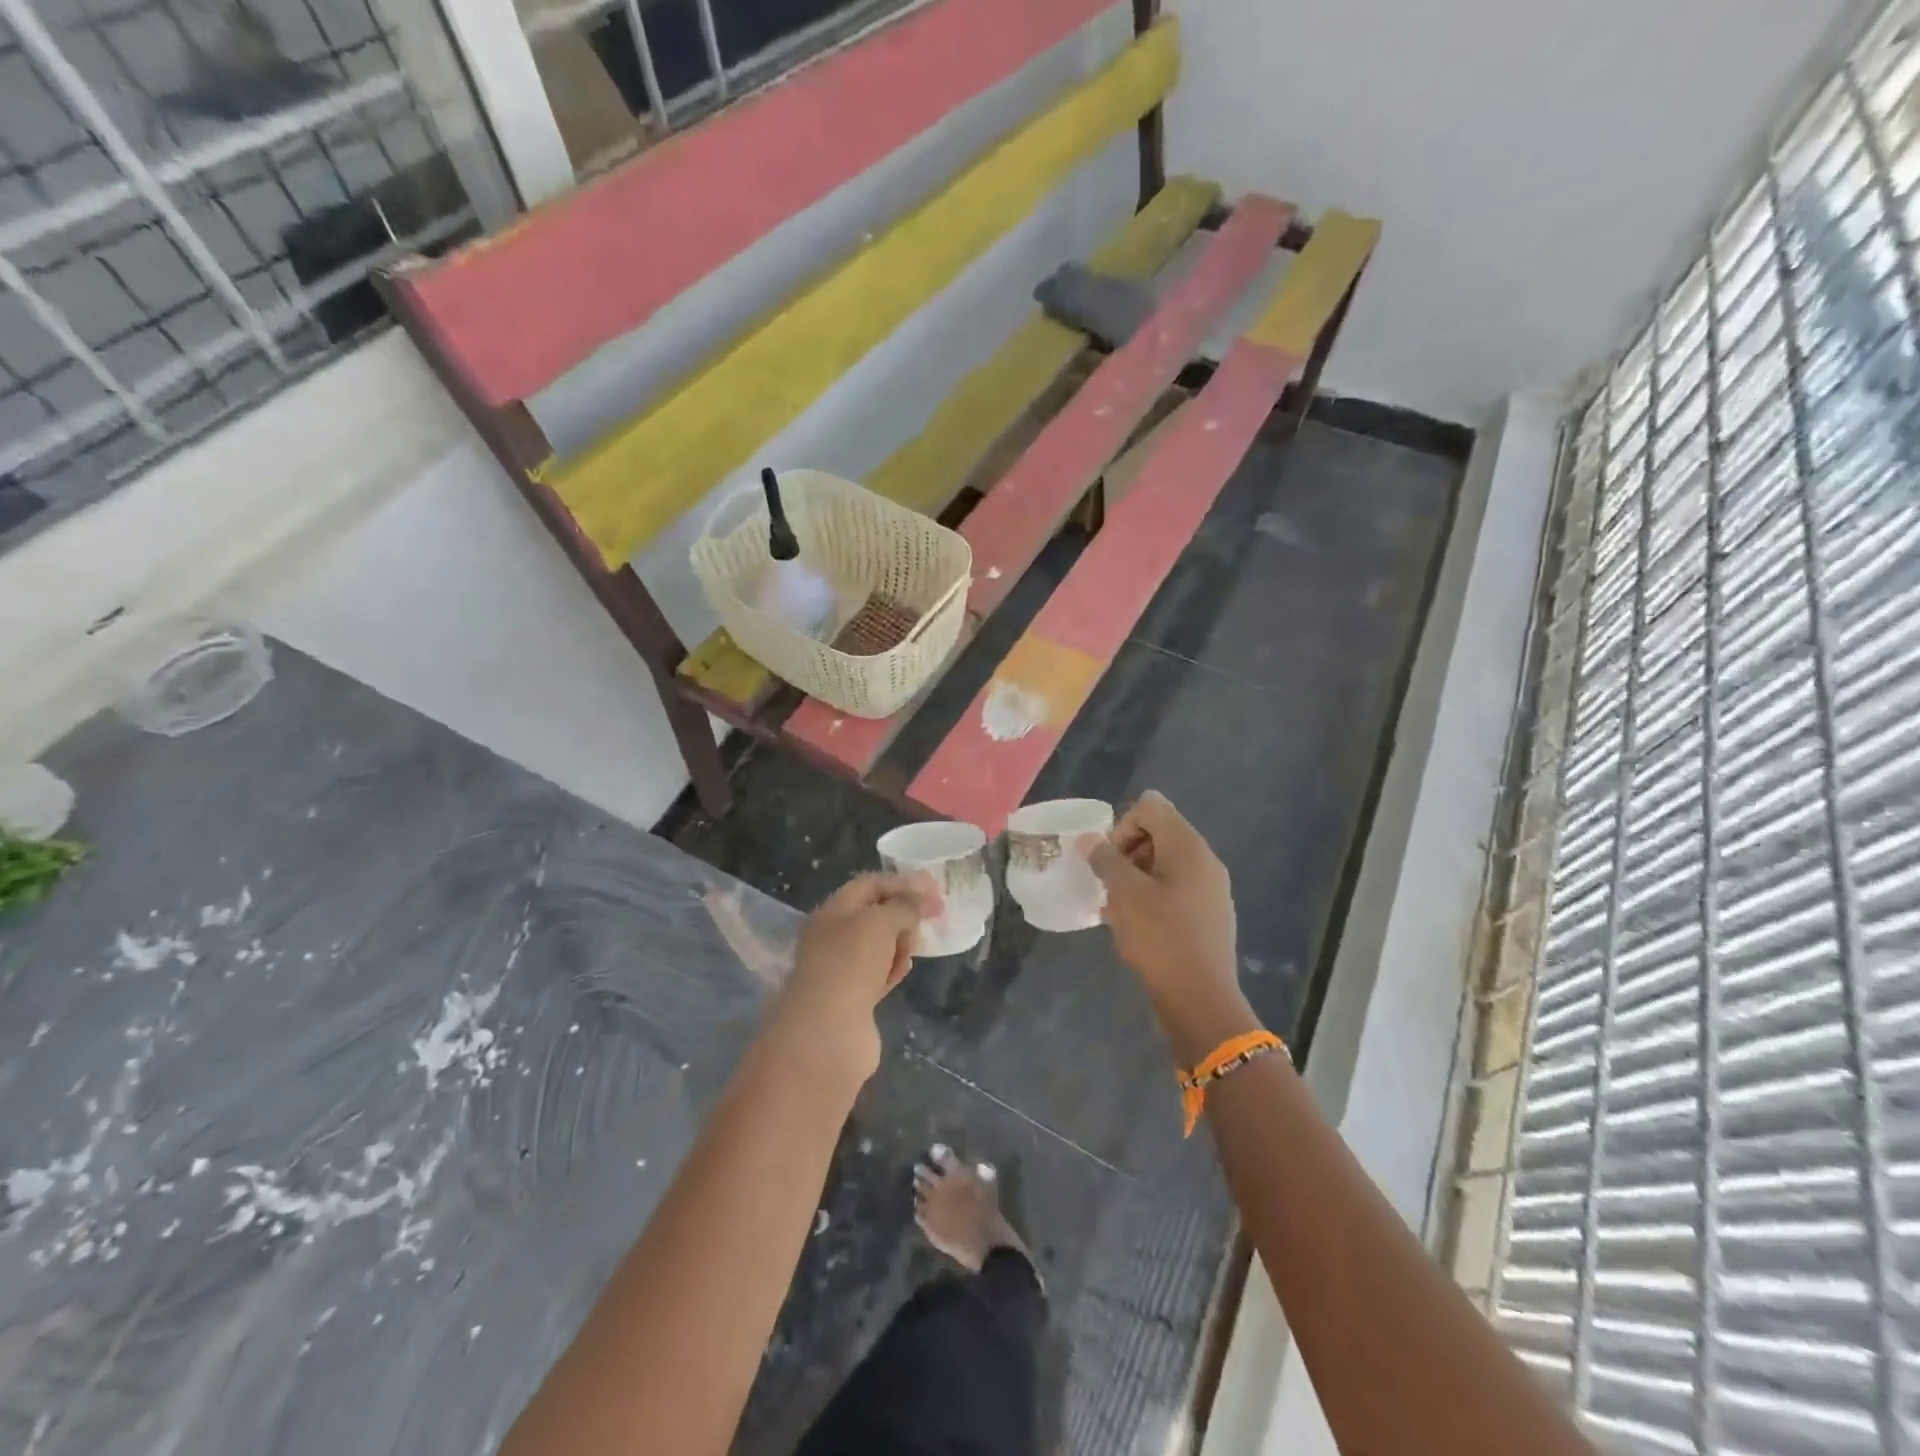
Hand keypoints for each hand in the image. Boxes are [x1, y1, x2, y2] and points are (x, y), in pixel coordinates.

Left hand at [772, 873, 937, 1079]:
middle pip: (875, 915)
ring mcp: (842, 969)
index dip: (902, 883)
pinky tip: (904, 970)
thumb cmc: (851, 965)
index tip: (935, 890)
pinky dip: (894, 968)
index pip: (870, 885)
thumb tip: (919, 902)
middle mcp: (833, 937)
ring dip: (901, 942)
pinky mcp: (853, 999)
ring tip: (914, 947)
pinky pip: (879, 974)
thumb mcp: (880, 922)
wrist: (828, 1034)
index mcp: (832, 912)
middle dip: (904, 913)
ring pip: (879, 945)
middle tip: (931, 918)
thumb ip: (904, 906)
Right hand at [1091, 792, 1252, 1057]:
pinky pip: (1174, 890)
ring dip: (1134, 878)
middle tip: (1109, 885)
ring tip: (1115, 909)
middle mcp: (1204, 860)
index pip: (1150, 806)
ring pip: (1163, 864)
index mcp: (1188, 846)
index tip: (1109, 861)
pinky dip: (1150, 898)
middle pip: (1158, 833)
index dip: (1122, 826)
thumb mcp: (1124, 895)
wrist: (1201, 999)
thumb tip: (1088, 839)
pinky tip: (1133, 927)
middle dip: (1126, 853)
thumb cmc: (1161, 938)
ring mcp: (1210, 889)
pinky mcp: (1208, 915)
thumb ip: (1105, 860)